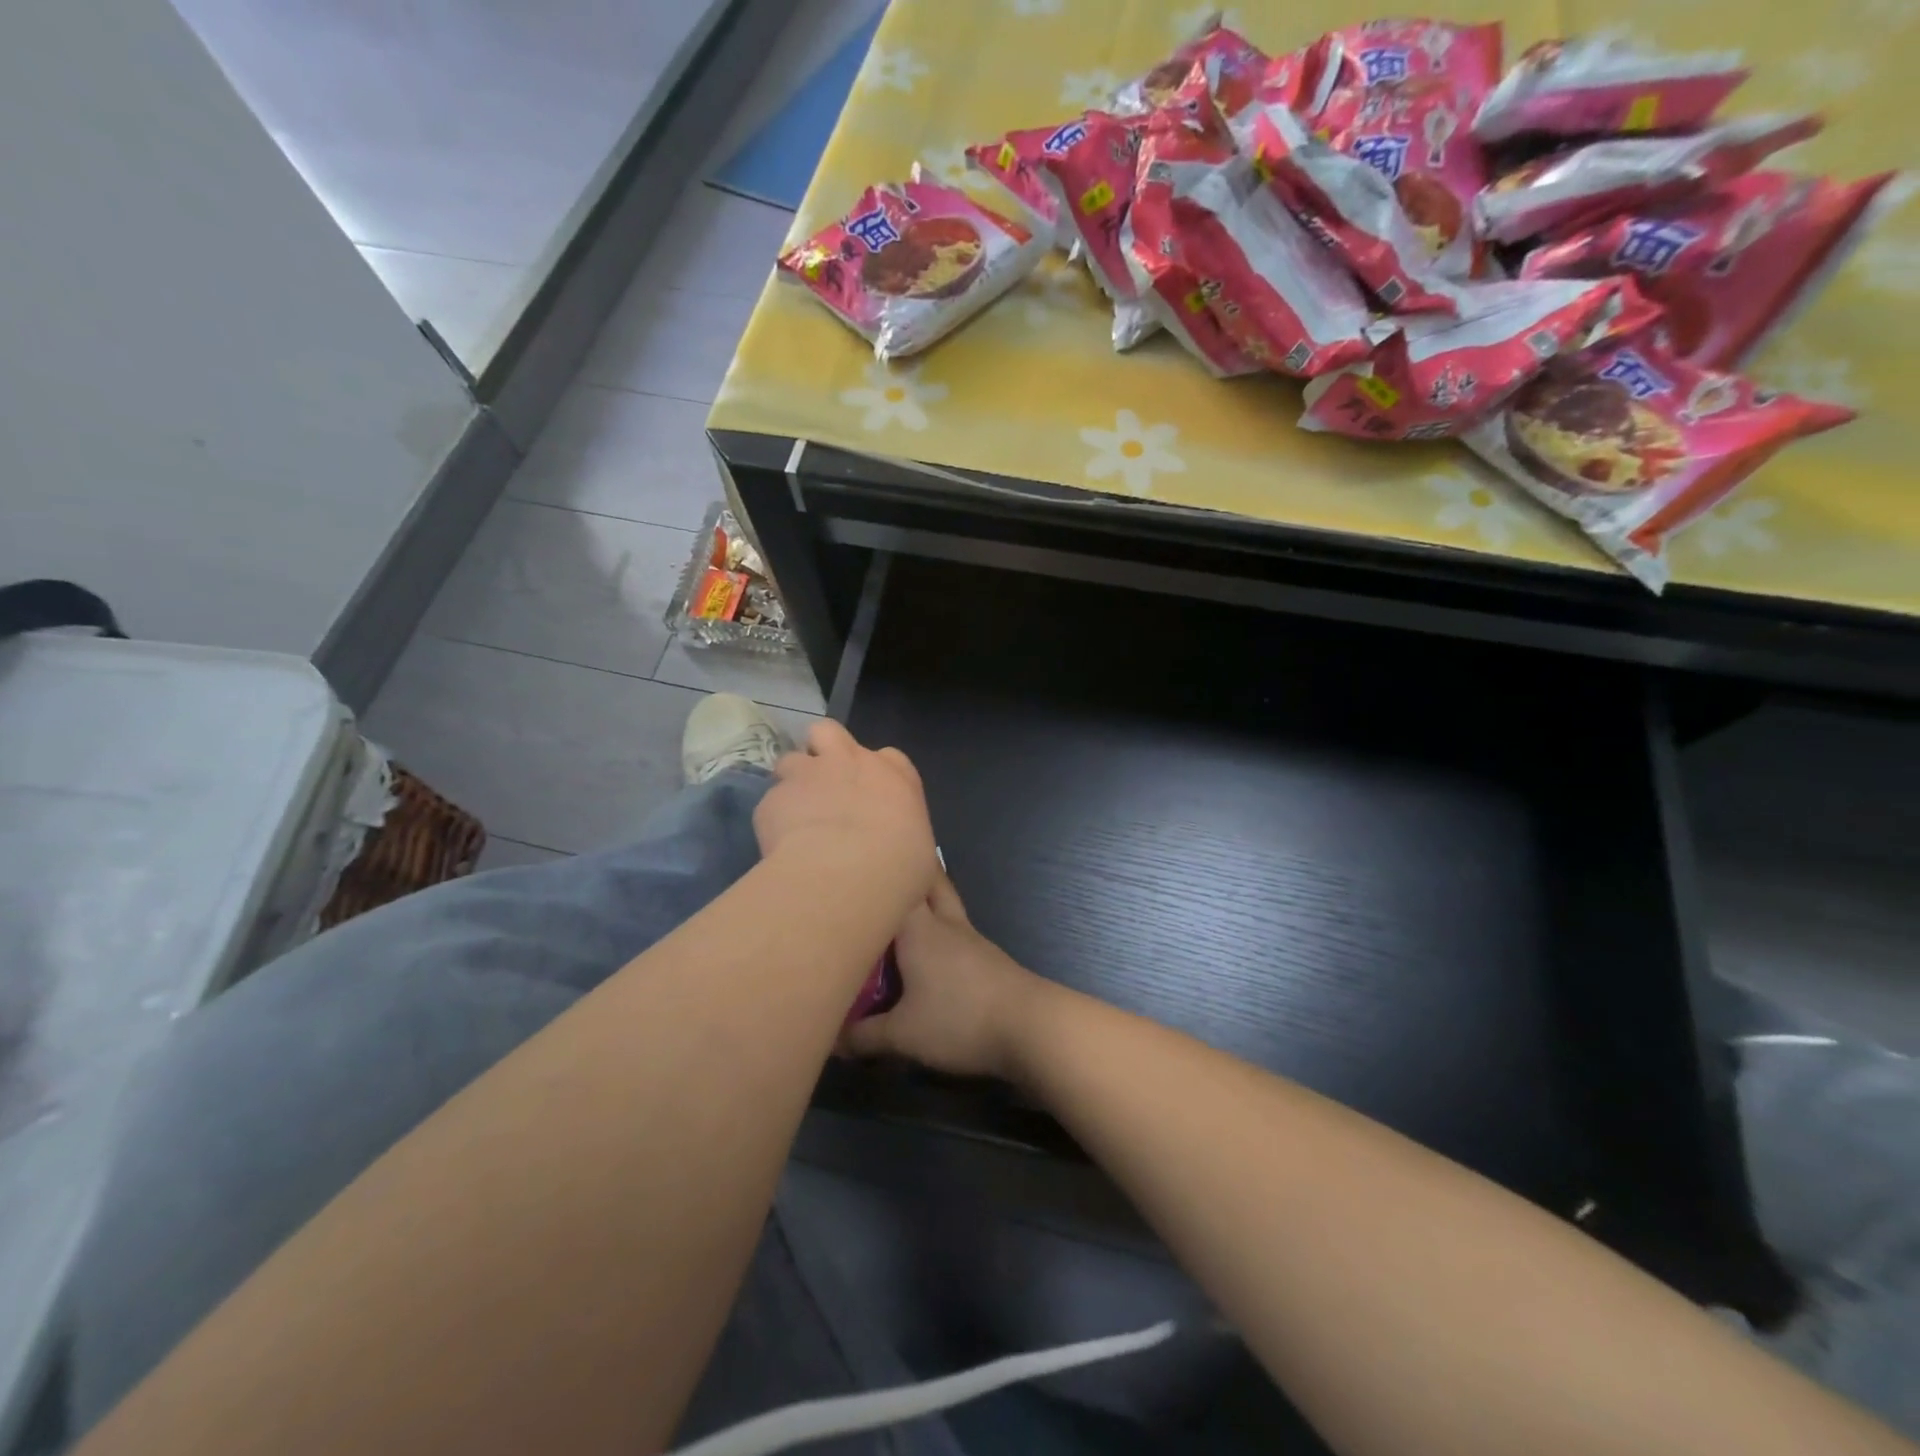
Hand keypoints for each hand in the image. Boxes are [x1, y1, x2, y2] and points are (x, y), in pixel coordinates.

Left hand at [752, 720, 937, 913]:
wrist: (847, 875)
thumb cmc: (899, 867)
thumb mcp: (920, 854)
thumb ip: (905, 841)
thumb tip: (904, 859)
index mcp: (894, 774)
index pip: (888, 758)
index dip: (875, 774)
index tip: (873, 798)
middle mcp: (849, 762)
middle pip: (828, 732)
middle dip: (823, 751)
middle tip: (825, 785)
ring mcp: (806, 775)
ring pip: (789, 760)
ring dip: (792, 783)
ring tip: (795, 815)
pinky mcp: (772, 800)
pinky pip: (770, 804)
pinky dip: (774, 821)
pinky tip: (780, 846)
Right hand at [840, 873, 1046, 1081]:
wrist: (1029, 1027)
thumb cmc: (959, 1019)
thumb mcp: (902, 1035)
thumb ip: (864, 1036)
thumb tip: (835, 1039)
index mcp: (920, 928)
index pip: (899, 882)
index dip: (880, 872)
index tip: (859, 865)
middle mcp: (946, 923)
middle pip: (931, 882)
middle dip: (912, 874)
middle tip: (886, 874)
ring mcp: (971, 939)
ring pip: (947, 905)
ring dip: (928, 902)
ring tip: (903, 910)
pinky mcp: (987, 959)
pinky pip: (957, 932)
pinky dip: (941, 932)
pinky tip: (930, 951)